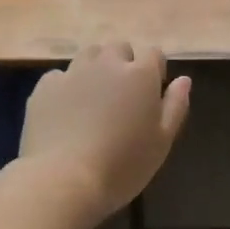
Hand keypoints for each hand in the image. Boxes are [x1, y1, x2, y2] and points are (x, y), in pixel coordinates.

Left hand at [19, 42, 192, 218]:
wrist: (64, 179)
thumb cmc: (123, 165)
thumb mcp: (162, 141)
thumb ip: (176, 105)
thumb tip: (184, 80)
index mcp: (140, 74)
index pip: (154, 53)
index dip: (154, 71)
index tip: (151, 95)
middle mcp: (107, 63)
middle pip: (119, 48)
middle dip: (123, 64)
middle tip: (121, 97)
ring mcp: (73, 72)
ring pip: (89, 56)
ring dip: (95, 69)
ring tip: (93, 99)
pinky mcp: (45, 86)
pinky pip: (60, 76)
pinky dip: (66, 87)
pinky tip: (65, 112)